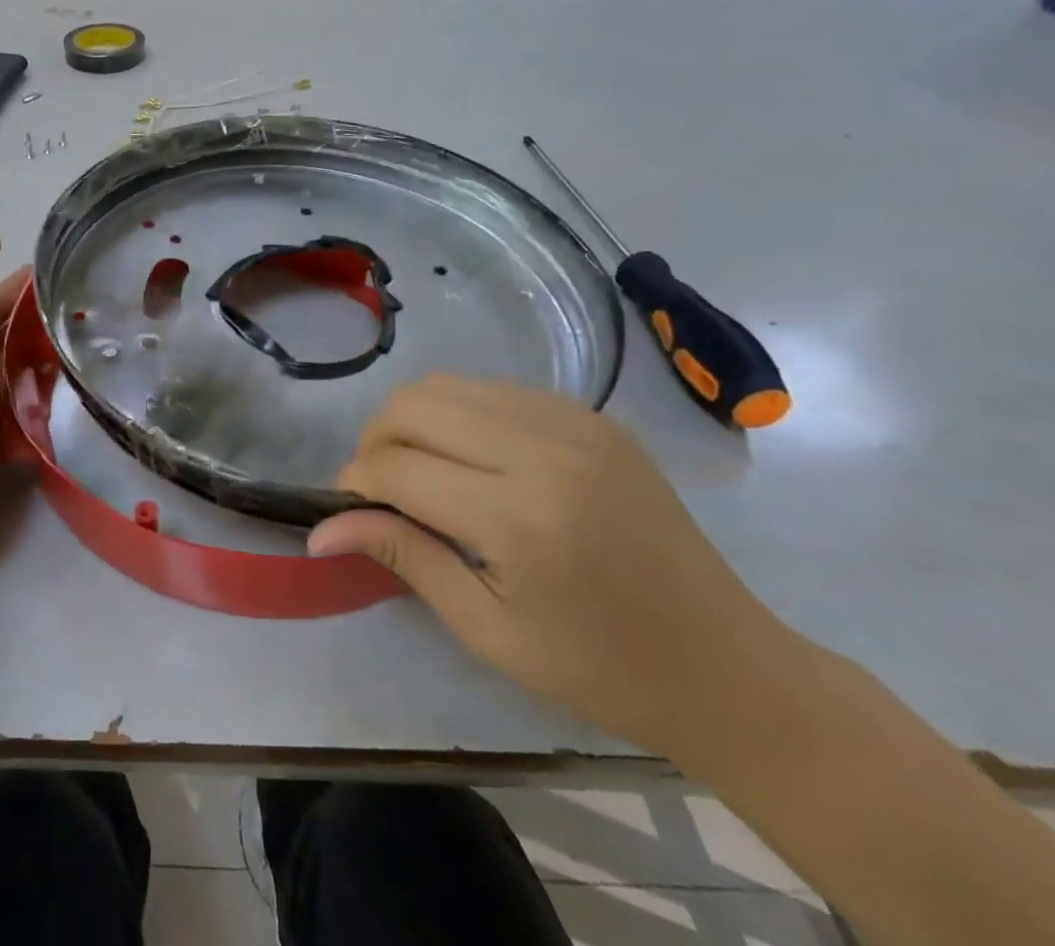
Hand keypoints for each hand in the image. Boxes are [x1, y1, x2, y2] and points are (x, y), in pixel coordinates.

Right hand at [308, 375, 791, 757]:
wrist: (732, 669)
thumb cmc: (602, 669)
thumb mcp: (489, 630)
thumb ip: (403, 557)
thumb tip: (322, 528)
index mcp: (520, 517)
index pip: (397, 467)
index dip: (356, 482)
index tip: (346, 507)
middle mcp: (545, 450)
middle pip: (414, 404)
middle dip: (376, 440)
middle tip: (378, 487)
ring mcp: (575, 424)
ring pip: (448, 385)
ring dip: (414, 421)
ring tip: (418, 471)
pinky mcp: (594, 416)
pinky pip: (495, 390)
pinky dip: (461, 415)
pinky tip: (472, 460)